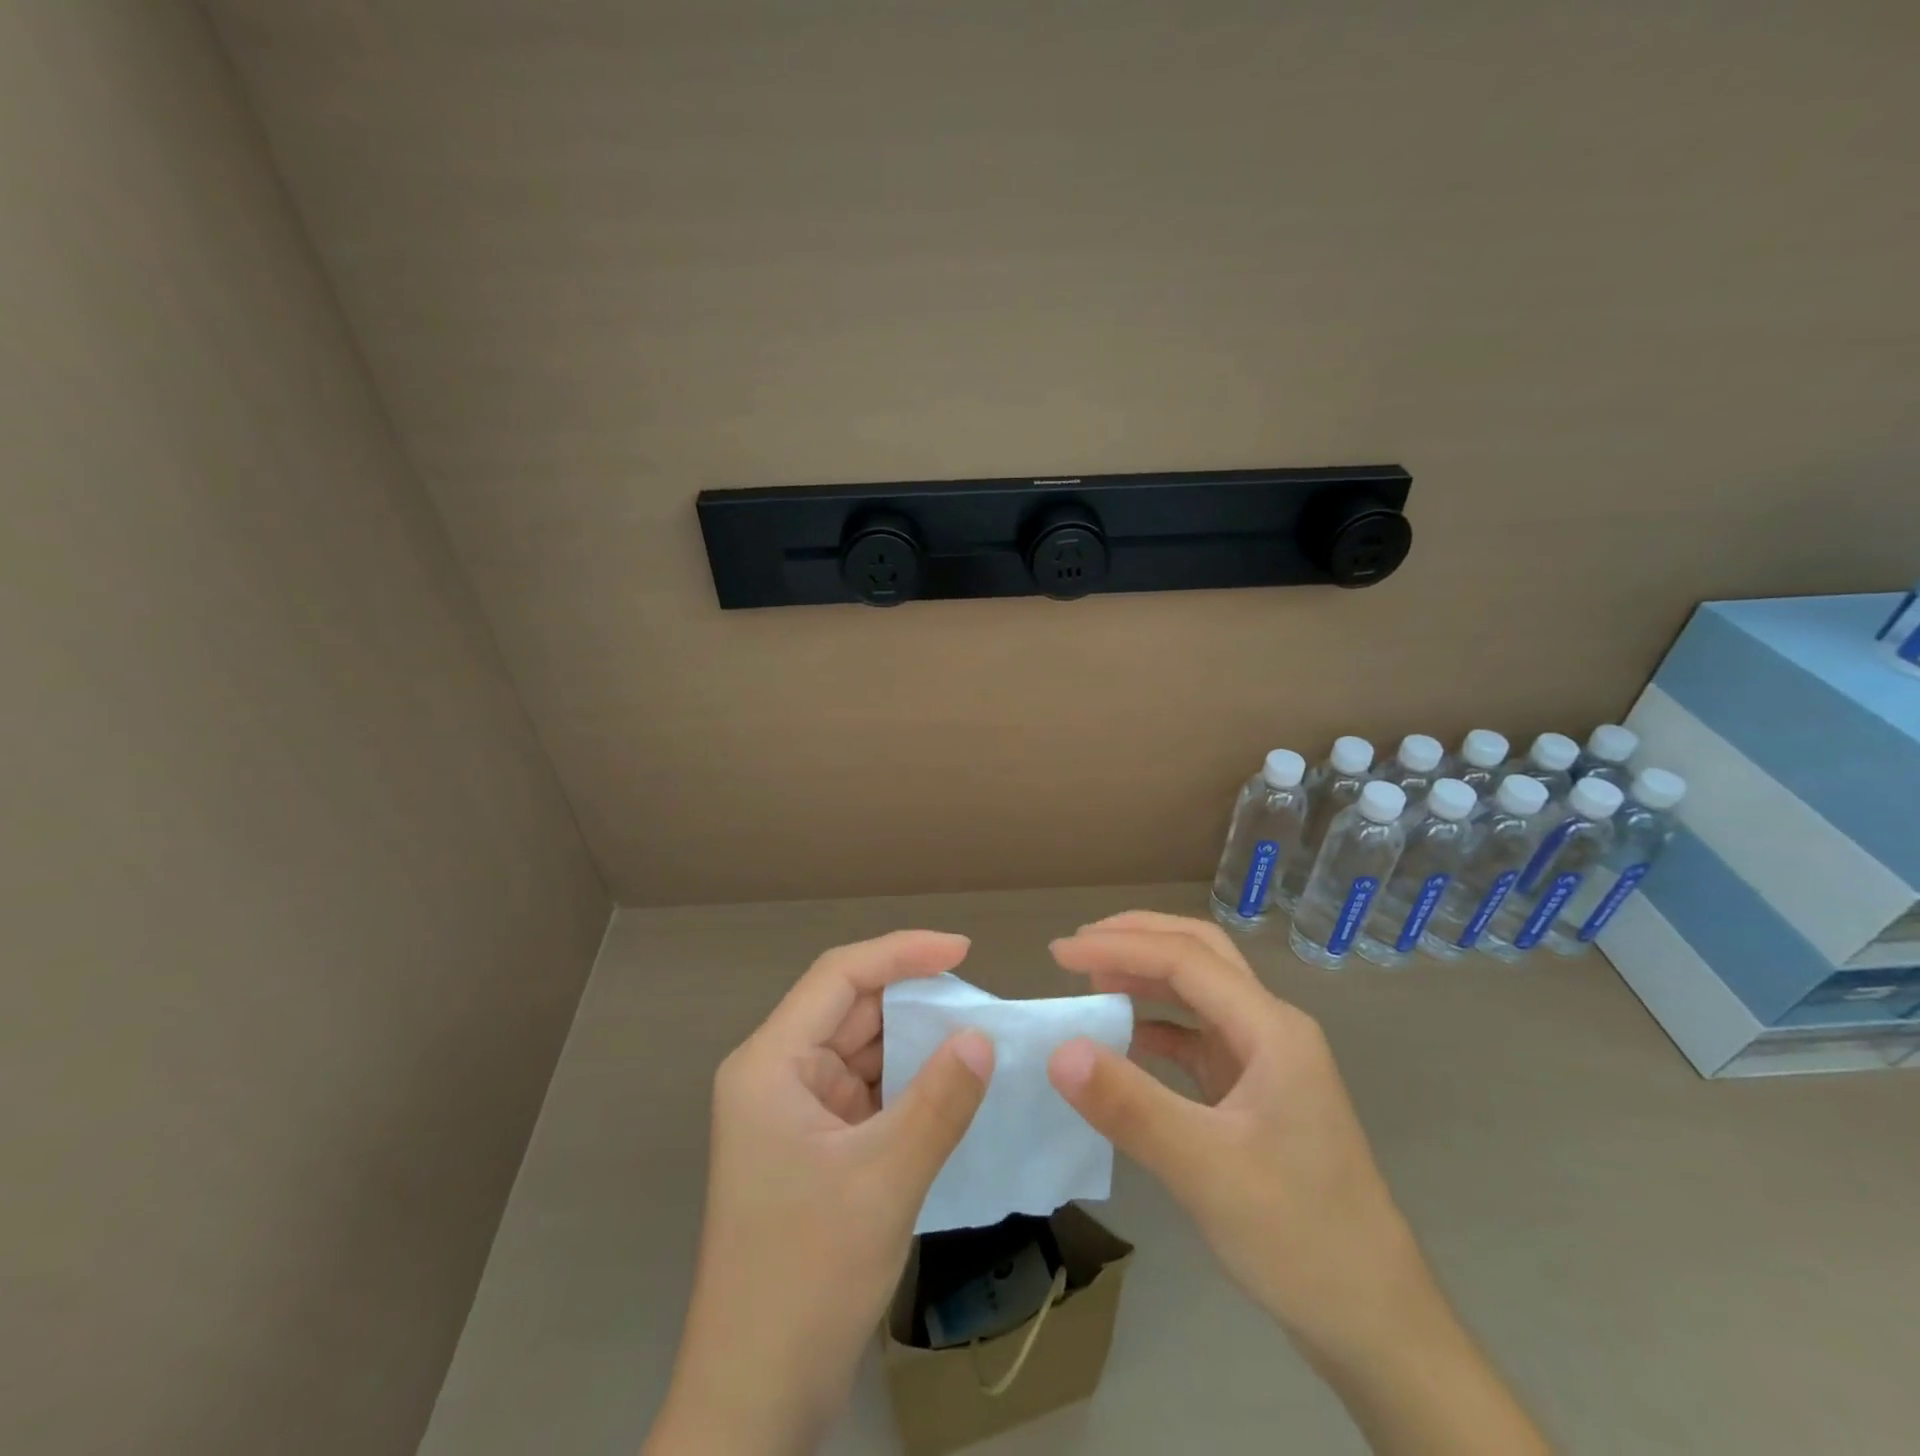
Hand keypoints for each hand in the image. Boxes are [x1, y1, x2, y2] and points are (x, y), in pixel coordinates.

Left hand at [647, 931, 993, 1455]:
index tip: (963, 952)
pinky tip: (950, 1089)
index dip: (902, 953)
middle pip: (851, 1011)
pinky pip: (868, 1092)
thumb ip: (939, 1101)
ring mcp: (794, 1113)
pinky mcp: (814, 1146)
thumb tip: (983, 1038)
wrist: (755, 1401)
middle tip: (981, 1006)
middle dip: (914, 1002)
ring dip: (915, 1045)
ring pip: (863, 1051)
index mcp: (771, 1064)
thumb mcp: (884, 1181)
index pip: (840, 976)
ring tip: (976, 1041)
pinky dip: (908, 1085)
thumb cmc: (806, 1278)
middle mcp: (777, 1075)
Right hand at [1046, 912, 1549, 1454]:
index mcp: (1271, 1029)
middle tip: (1078, 947)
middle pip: (1201, 954)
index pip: (1185, 959)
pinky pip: (1199, 1037)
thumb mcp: (1206, 1170)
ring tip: (1092, 980)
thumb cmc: (1300, 1237)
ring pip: (1201, 992)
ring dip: (1147, 976)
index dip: (1118, 947)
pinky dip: (1157, 1026)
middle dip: (1138, 939)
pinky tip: (1125, 1039)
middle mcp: (1272, 1029)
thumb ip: (1130, 1105)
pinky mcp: (1256, 1092)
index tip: (1059, 954)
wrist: (1375, 1322)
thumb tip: (1059, 1050)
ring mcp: (1267, 1060)